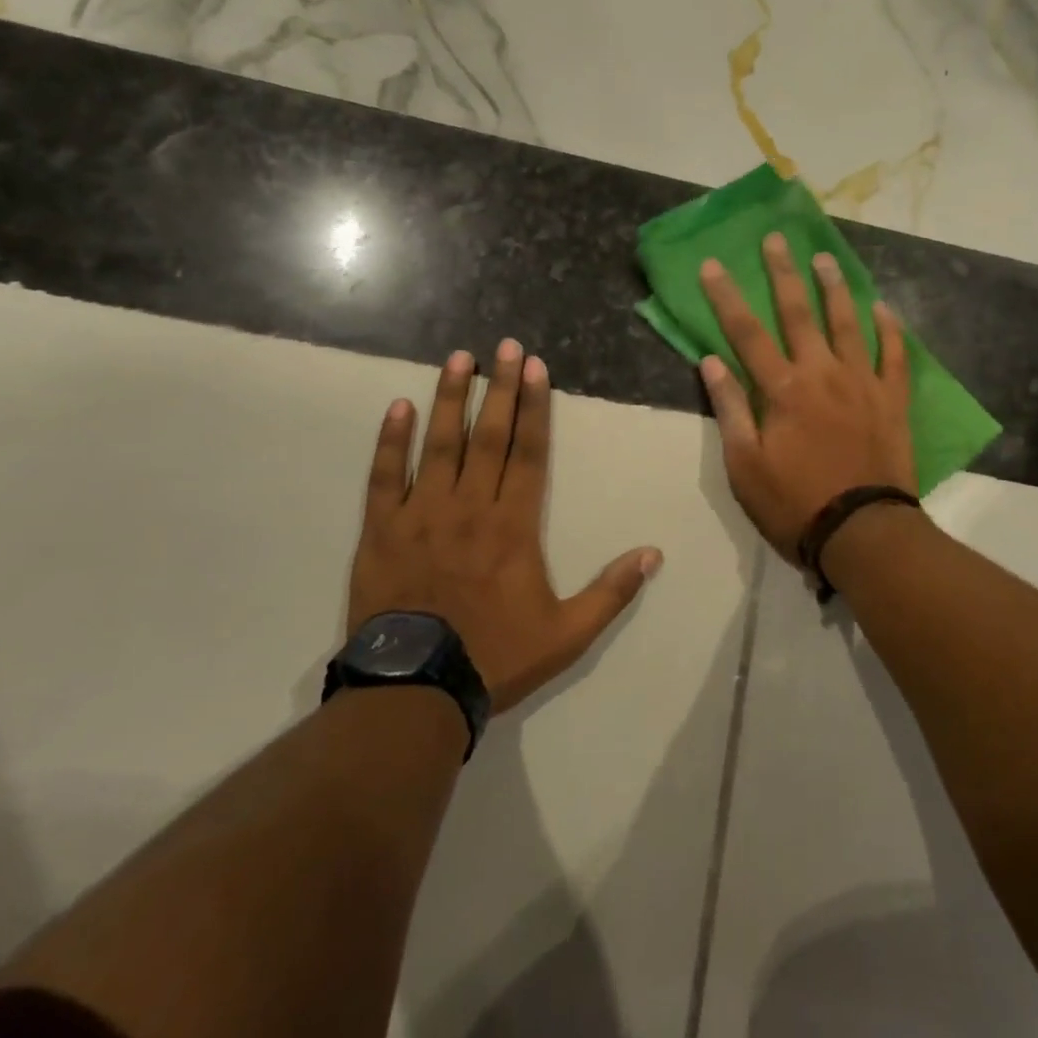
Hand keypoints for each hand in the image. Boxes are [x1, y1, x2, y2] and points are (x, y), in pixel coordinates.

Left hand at [348, 342, 662, 712]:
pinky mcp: (382, 531)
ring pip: (440, 444)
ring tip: (457, 359)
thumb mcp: (568, 633)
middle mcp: (471, 506)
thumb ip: (612, 591)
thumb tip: (654, 553)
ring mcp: (423, 514)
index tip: (536, 368)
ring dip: (450, 398)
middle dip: (500, 387)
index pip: (529, 452)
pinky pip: (386, 477)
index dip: (535, 406)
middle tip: (505, 346)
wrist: (416, 691)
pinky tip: (398, 408)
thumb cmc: (496, 656)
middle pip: (490, 435)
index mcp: (514, 524)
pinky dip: (391, 441)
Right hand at [699, 233, 916, 562]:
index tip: (713, 264)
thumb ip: (730, 409)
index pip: (746, 333)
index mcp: (782, 389)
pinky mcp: (892, 399)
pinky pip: (894, 354)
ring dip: (834, 288)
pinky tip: (883, 307)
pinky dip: (889, 329)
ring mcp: (862, 383)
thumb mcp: (745, 465)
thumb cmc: (794, 503)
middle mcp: (821, 373)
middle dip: (783, 273)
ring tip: (825, 259)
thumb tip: (710, 361)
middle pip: (798, 313)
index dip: (726, 297)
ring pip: (847, 323)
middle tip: (776, 239)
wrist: (862, 532)